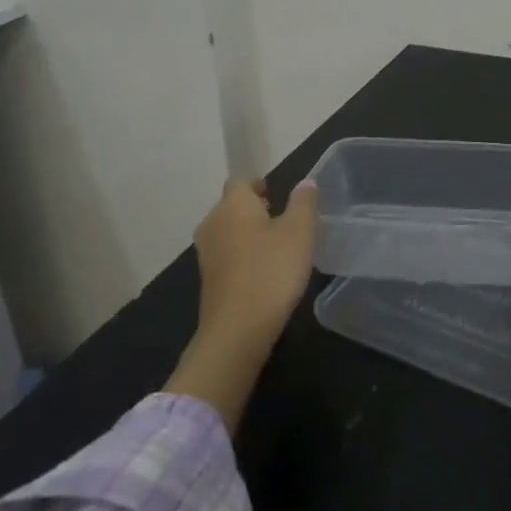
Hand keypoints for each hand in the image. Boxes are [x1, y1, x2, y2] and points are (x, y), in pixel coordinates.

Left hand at [193, 177, 319, 347]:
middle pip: (232, 205)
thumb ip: (304, 202)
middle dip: (255, 208)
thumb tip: (305, 182)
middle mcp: (213, 223)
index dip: (259, 184)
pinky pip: (226, 254)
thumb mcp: (300, 231)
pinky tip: (264, 270)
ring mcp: (206, 253)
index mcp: (233, 205)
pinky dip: (243, 255)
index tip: (278, 195)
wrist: (238, 329)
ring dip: (248, 232)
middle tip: (283, 219)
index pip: (241, 181)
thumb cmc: (272, 270)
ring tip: (277, 245)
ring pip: (228, 230)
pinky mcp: (208, 278)